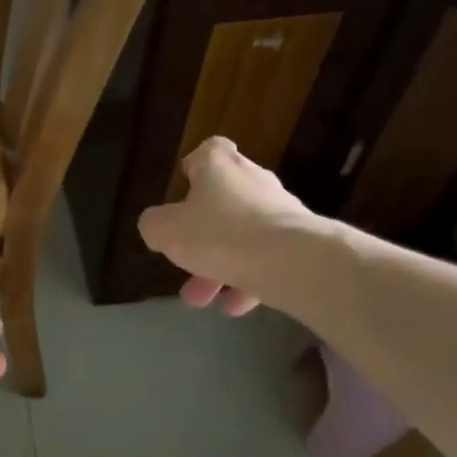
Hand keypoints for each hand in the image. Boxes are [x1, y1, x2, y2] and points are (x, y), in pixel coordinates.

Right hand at [137, 137, 322, 315]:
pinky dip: (248, 279)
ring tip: (202, 298)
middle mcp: (254, 182)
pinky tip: (233, 306)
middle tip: (183, 257)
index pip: (210, 150)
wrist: (293, 262)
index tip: (184, 186)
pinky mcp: (302, 242)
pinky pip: (267, 258)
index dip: (195, 165)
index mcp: (220, 168)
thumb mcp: (166, 230)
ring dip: (220, 263)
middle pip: (225, 198)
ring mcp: (282, 211)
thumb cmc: (220, 234)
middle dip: (202, 230)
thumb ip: (155, 224)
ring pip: (243, 235)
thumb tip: (157, 225)